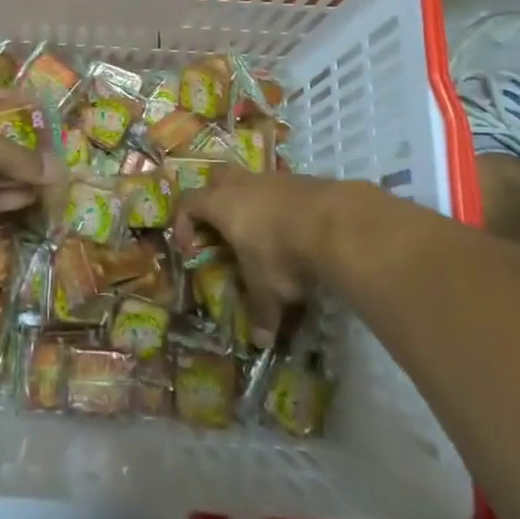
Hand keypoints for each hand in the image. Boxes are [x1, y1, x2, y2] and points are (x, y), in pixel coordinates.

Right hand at [173, 168, 361, 343]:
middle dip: (213, 196)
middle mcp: (243, 184)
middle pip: (216, 176)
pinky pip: (281, 189)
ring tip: (263, 232)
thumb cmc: (283, 253)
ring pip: (252, 180)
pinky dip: (281, 206)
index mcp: (221, 204)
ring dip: (251, 201)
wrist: (336, 223)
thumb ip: (261, 312)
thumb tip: (262, 341)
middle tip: (222, 225)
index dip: (183, 223)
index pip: (188, 202)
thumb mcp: (268, 289)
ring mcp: (274, 178)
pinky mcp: (303, 180)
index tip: (190, 249)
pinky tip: (295, 230)